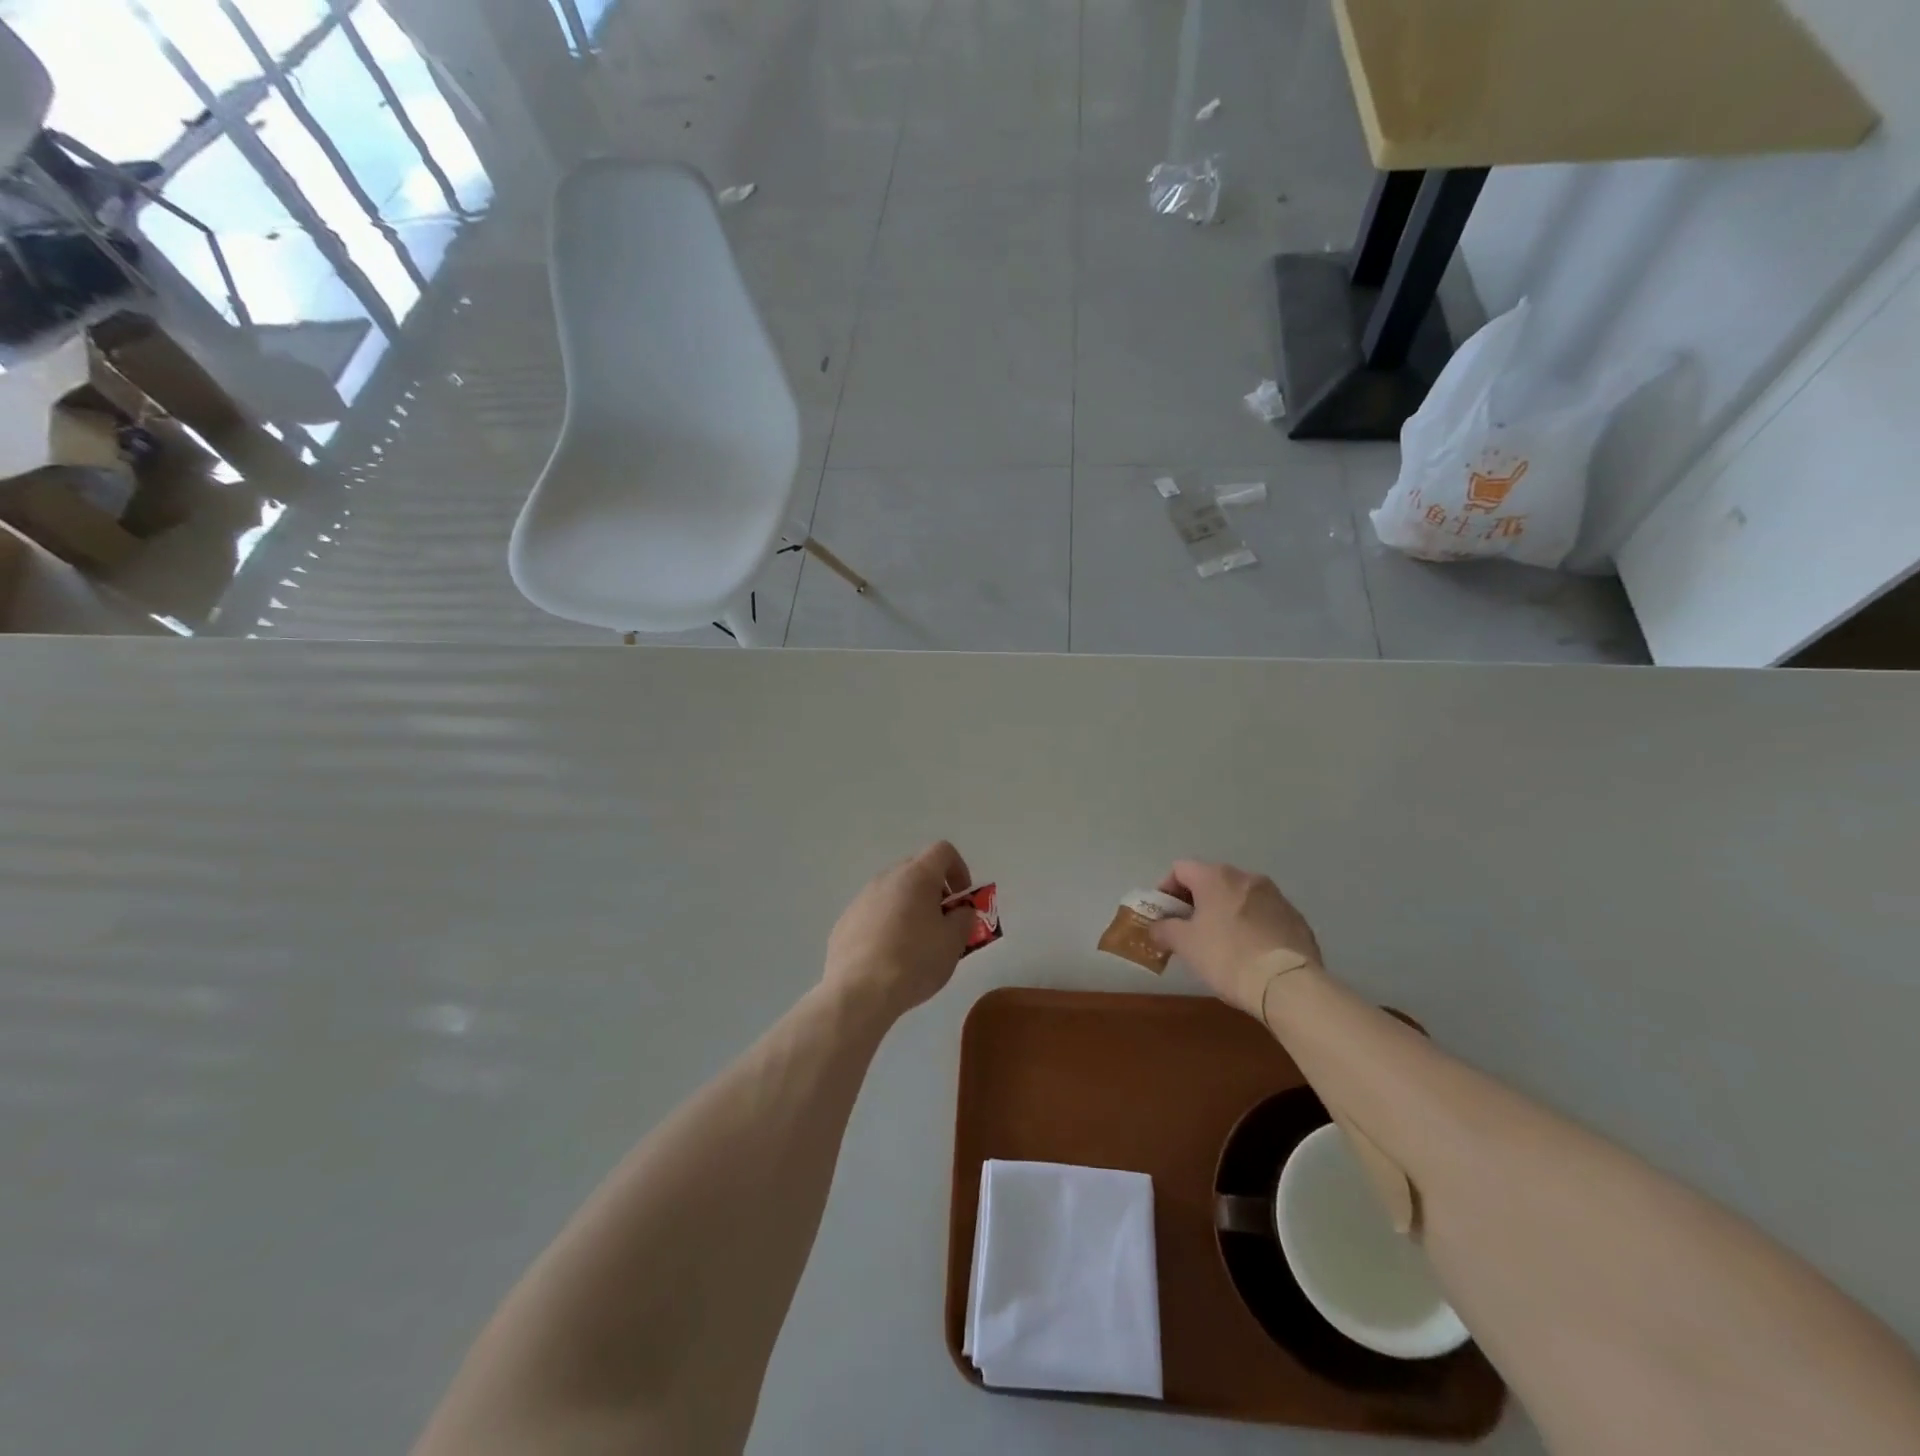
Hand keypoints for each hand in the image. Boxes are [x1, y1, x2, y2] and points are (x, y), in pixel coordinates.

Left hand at [823, 841, 978, 1021]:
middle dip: (934, 891)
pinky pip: (873, 914)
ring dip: (909, 908)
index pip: (942, 851)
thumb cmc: (915, 961)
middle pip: (916, 871)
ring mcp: (861, 899)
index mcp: (916, 876)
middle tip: (943, 923)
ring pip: (893, 893)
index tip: (962, 899)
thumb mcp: (954, 942)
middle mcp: (886, 879)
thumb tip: (960, 911)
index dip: (959, 870)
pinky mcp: (844, 922)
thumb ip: (964, 918)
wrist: (859, 992)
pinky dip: (886, 926)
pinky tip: (888, 958)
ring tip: (915, 945)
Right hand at [1149, 860, 1322, 1017]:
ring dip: (1225, 912)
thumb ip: (1165, 929)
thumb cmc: (1227, 956)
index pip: (1180, 869)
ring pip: (1240, 897)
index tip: (1164, 916)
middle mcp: (1247, 877)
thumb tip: (1157, 928)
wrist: (1288, 985)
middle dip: (1196, 902)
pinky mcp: (1296, 918)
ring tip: (1220, 943)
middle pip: (1211, 881)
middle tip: (1188, 930)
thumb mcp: (1185, 945)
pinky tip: (1249, 952)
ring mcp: (1276, 896)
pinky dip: (1251, 926)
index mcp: (1216, 877)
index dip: (1166, 890)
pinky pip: (1264, 915)